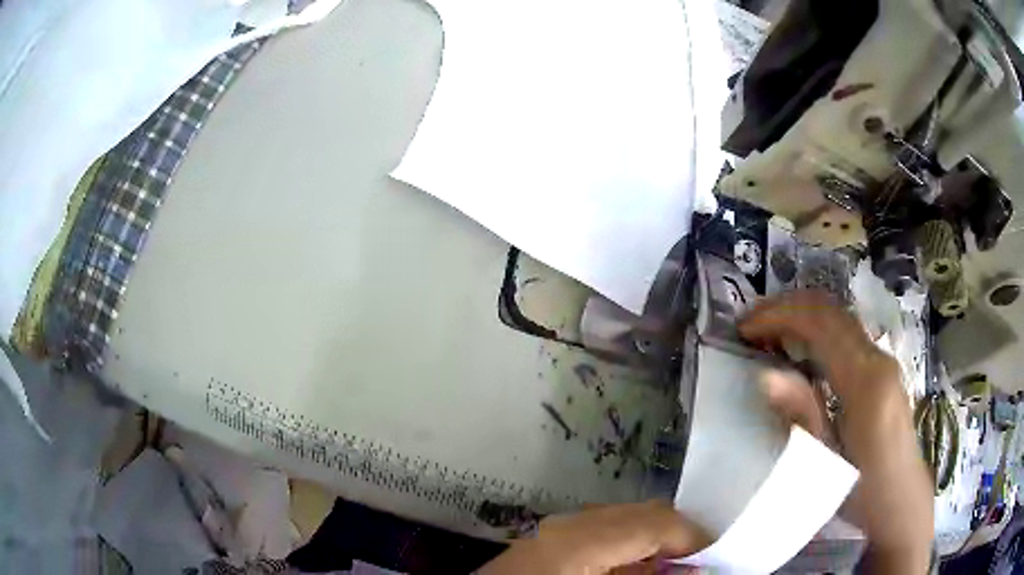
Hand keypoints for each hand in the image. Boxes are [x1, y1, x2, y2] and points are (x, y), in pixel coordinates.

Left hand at [478, 501, 709, 574]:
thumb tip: (696, 571)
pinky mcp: (545, 543)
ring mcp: (552, 531)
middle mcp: (568, 524)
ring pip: (622, 521)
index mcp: (581, 538)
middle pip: (641, 513)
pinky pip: (599, 534)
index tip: (718, 556)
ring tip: (673, 567)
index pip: (656, 520)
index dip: (694, 537)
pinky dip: (626, 549)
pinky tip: (635, 568)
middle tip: (699, 562)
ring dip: (652, 542)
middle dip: (677, 536)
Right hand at [740, 291, 933, 573]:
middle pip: (831, 310)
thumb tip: (764, 376)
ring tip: (768, 336)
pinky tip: (801, 353)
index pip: (821, 323)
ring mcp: (884, 362)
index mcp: (865, 380)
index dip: (779, 315)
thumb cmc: (863, 491)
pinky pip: (847, 335)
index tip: (745, 327)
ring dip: (802, 317)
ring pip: (840, 318)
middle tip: (751, 326)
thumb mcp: (827, 463)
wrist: (901, 501)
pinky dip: (818, 331)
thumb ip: (801, 415)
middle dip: (787, 308)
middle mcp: (878, 359)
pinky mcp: (883, 371)